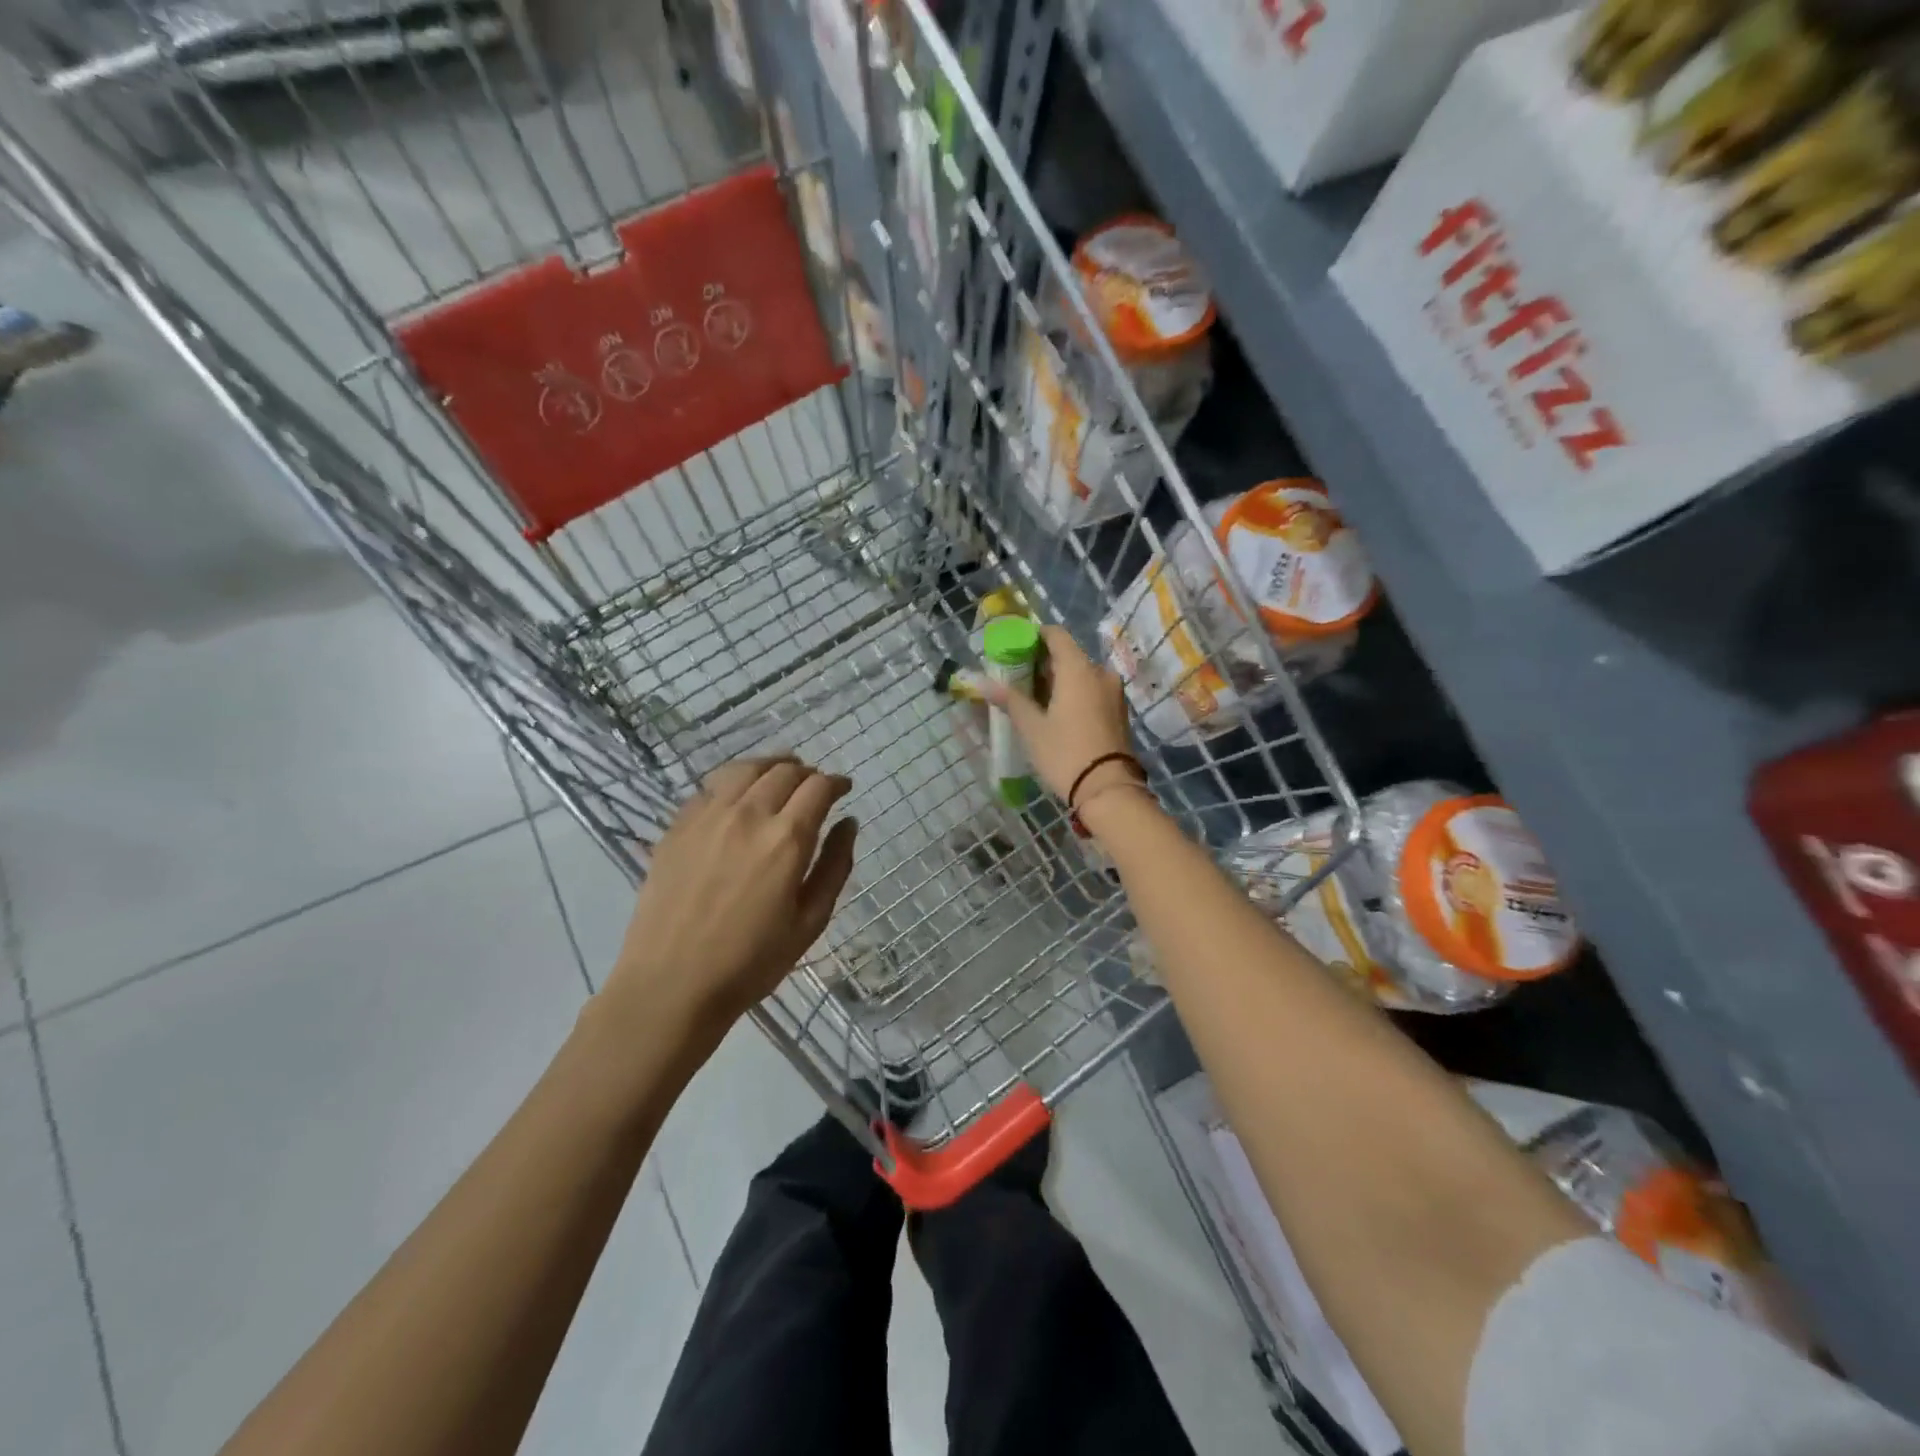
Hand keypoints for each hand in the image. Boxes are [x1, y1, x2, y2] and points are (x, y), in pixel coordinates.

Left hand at [602, 757, 857, 1039]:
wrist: (671, 984)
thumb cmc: (751, 961)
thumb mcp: (810, 921)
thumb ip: (835, 866)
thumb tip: (848, 823)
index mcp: (786, 839)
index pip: (818, 787)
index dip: (836, 783)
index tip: (843, 789)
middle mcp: (748, 815)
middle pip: (785, 771)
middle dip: (807, 773)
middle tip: (814, 788)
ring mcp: (708, 816)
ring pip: (745, 769)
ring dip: (771, 767)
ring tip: (780, 777)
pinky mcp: (677, 826)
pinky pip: (711, 786)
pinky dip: (734, 781)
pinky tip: (738, 797)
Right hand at [982, 625, 1135, 803]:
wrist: (1109, 790)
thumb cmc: (1066, 753)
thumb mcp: (1032, 728)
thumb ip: (1009, 700)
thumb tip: (980, 681)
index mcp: (1079, 668)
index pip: (1055, 635)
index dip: (1034, 637)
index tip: (1014, 651)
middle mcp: (1100, 672)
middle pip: (1068, 655)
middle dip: (1043, 663)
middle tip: (1017, 680)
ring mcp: (1113, 692)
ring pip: (1081, 675)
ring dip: (1058, 681)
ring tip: (1033, 700)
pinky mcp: (1119, 711)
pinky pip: (1092, 690)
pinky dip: (1074, 694)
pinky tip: (1056, 713)